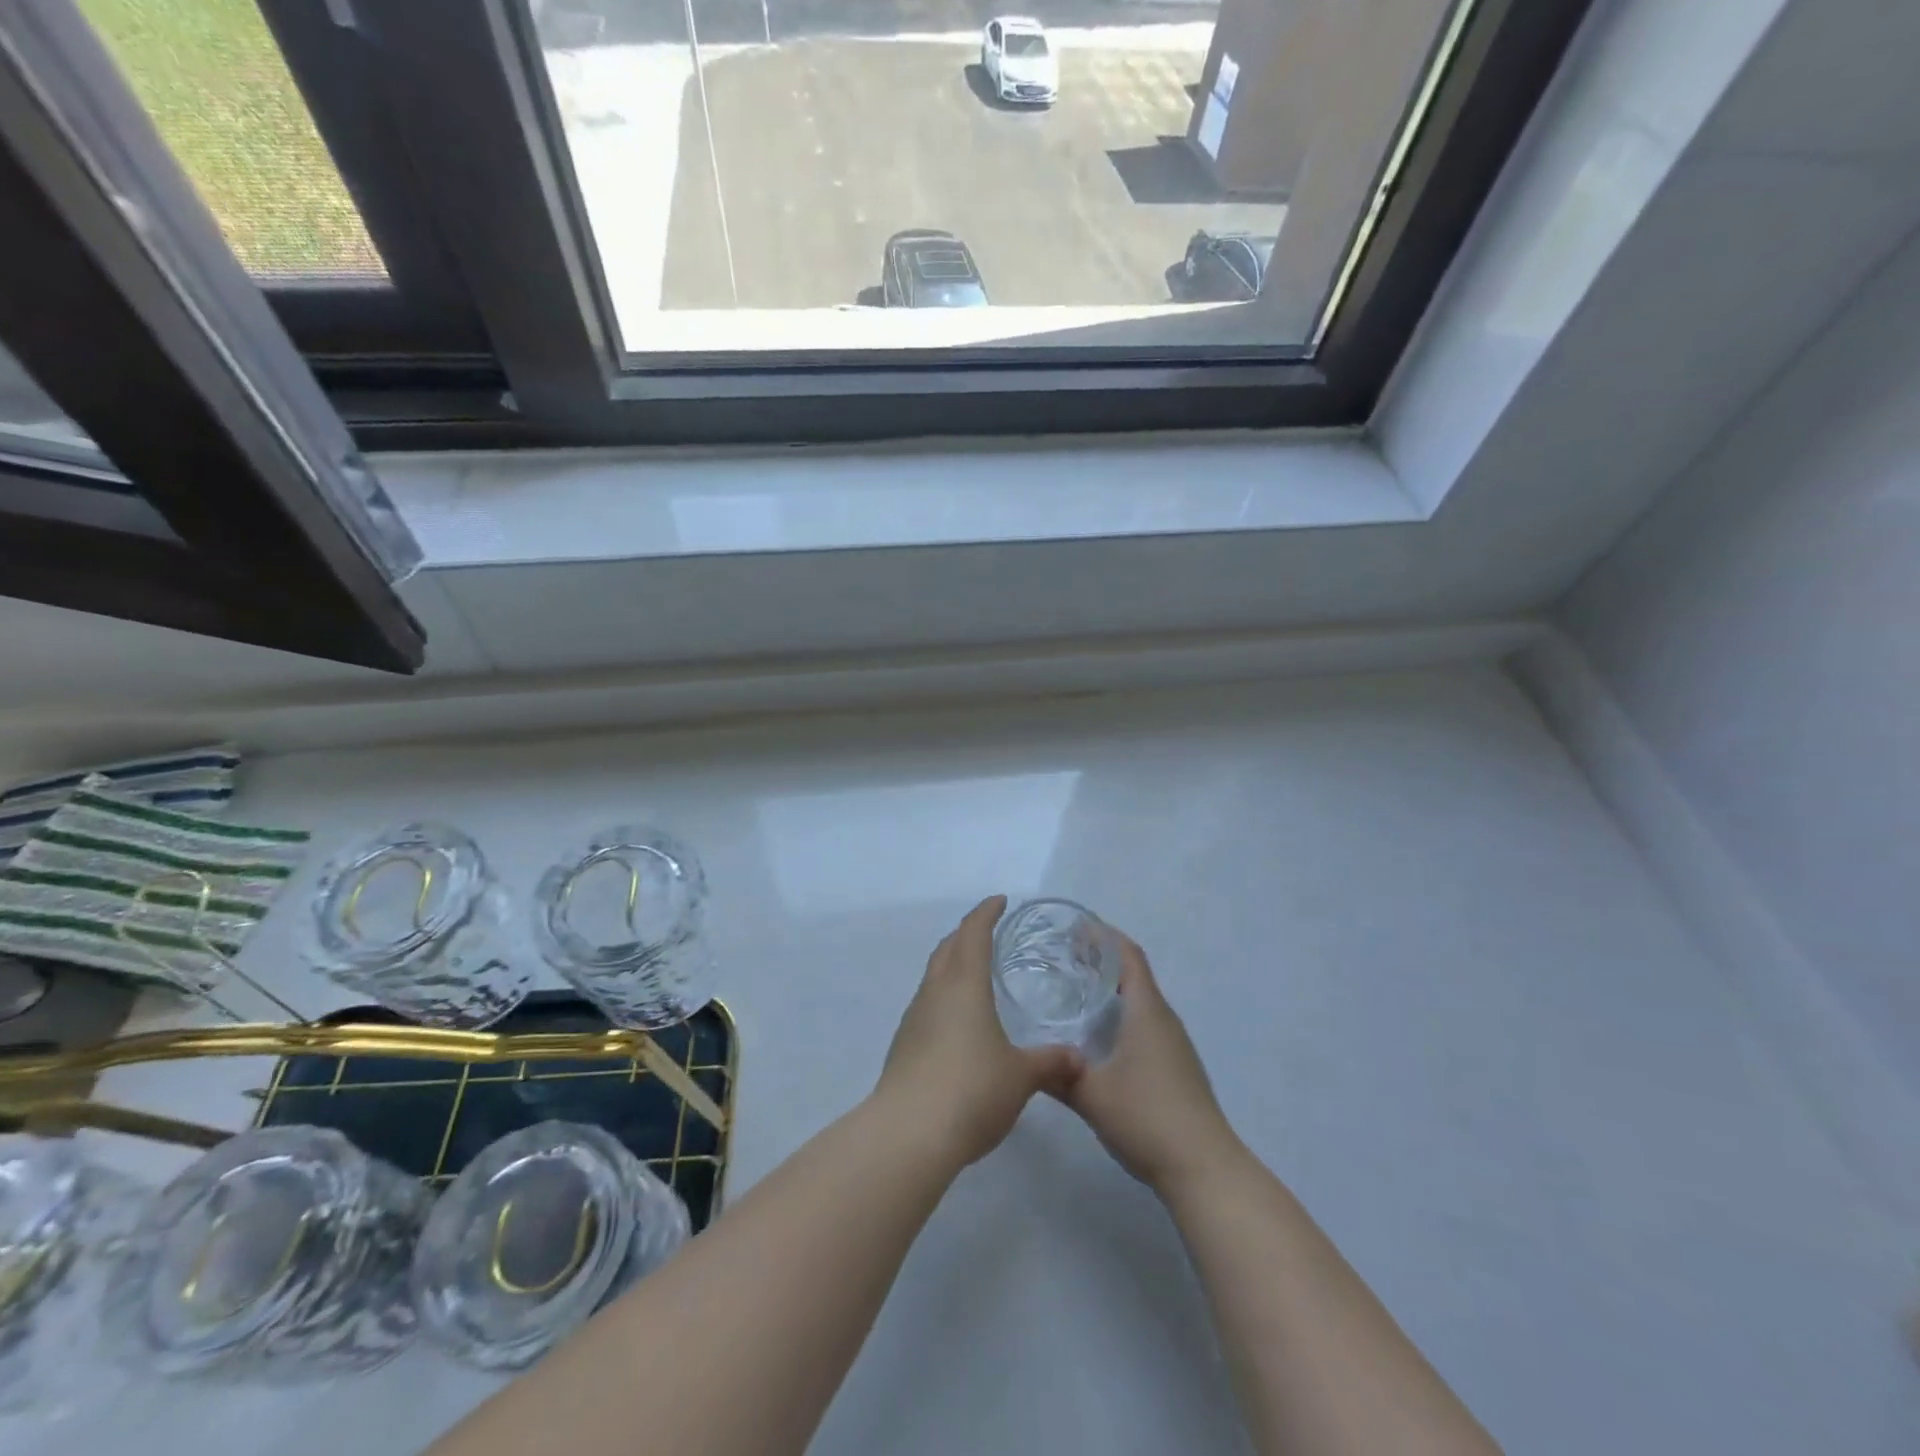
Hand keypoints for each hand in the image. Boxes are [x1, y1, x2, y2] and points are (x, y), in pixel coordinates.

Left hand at [876, 896, 1081, 1167]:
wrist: (909, 1133)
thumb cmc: (972, 1090)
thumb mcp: (1021, 1076)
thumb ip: (1050, 1062)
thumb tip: (1077, 1058)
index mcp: (964, 985)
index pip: (973, 933)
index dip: (986, 913)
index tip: (999, 901)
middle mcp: (934, 992)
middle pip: (947, 948)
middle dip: (966, 933)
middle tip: (988, 932)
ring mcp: (914, 1019)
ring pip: (933, 976)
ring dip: (952, 965)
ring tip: (975, 975)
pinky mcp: (903, 1046)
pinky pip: (926, 1005)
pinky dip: (944, 997)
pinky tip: (958, 1022)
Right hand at [1058, 933, 1241, 1194]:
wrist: (1203, 1168)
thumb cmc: (1146, 1117)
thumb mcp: (1090, 1093)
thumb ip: (1056, 1074)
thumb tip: (1025, 1061)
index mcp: (1146, 1011)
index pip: (1128, 956)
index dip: (1104, 937)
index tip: (1075, 928)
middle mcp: (1164, 1020)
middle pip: (1134, 974)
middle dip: (1102, 960)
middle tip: (1064, 957)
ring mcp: (1174, 1045)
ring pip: (1141, 1001)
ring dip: (1113, 988)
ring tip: (1077, 990)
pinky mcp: (1176, 1068)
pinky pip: (1146, 1024)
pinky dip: (1122, 1014)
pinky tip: (1101, 1036)